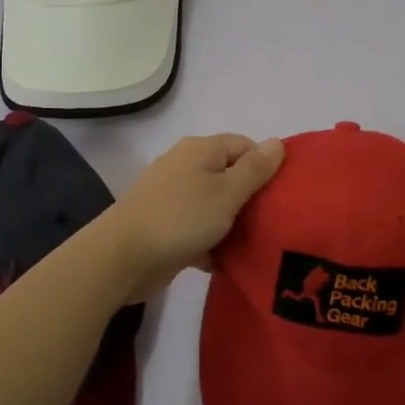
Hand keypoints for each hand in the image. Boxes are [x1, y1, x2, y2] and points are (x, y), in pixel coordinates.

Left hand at [102, 134, 285, 291]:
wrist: (123, 257)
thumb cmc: (181, 218)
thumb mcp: (227, 192)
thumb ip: (254, 169)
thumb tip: (277, 142)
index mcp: (201, 149)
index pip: (244, 146)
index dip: (265, 167)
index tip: (281, 195)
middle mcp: (185, 166)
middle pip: (230, 176)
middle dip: (251, 199)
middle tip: (273, 223)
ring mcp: (173, 196)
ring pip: (215, 205)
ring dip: (232, 225)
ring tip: (255, 245)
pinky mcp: (165, 225)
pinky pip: (198, 229)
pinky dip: (211, 242)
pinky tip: (226, 262)